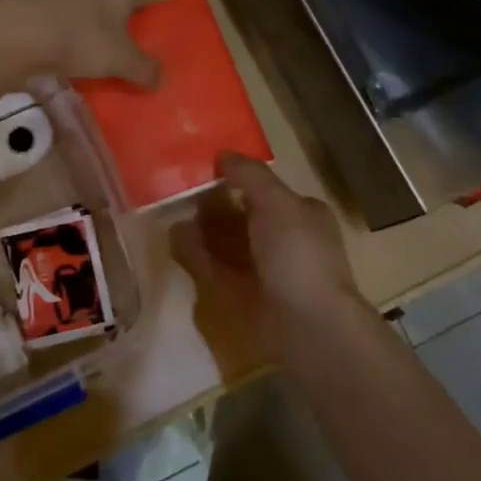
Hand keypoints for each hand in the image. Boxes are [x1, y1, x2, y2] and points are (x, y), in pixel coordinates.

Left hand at [0, 0, 159, 88]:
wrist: (10, 25)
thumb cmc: (77, 38)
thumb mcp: (118, 61)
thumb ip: (144, 69)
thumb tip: (161, 79)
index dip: (139, 11)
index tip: (132, 36)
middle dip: (107, 10)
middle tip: (102, 42)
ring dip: (75, 9)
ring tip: (69, 42)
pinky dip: (47, 11)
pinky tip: (40, 35)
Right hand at [172, 152, 368, 361]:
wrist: (310, 326)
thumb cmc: (298, 255)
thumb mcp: (278, 202)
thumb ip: (250, 175)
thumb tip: (223, 154)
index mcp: (302, 215)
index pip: (266, 190)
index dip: (237, 179)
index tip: (204, 170)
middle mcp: (286, 241)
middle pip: (244, 217)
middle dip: (213, 206)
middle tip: (179, 194)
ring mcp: (267, 271)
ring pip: (228, 244)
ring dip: (202, 231)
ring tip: (170, 216)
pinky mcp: (248, 297)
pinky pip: (218, 269)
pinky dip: (197, 256)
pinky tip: (175, 242)